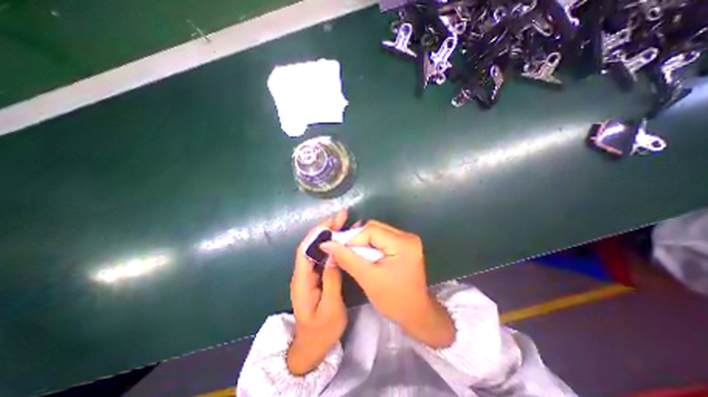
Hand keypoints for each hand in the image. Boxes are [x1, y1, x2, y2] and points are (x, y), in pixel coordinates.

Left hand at [284, 211, 347, 374]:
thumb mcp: (331, 308)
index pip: (306, 249)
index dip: (317, 233)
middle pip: (312, 245)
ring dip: (330, 234)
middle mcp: (303, 273)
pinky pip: (324, 256)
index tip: (332, 220)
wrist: (312, 348)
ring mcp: (310, 274)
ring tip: (345, 222)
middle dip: (326, 229)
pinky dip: (333, 246)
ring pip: (318, 249)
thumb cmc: (321, 331)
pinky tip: (343, 240)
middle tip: (342, 216)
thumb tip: (334, 254)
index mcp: (302, 280)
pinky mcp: (316, 276)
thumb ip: (331, 280)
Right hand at [321, 221, 453, 348]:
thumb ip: (346, 258)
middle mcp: (407, 236)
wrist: (415, 314)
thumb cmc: (393, 300)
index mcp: (403, 243)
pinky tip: (366, 256)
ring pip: (377, 232)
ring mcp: (407, 240)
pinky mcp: (405, 245)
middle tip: (346, 253)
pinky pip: (382, 238)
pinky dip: (371, 245)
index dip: (353, 238)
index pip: (371, 229)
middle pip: (374, 228)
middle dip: (358, 239)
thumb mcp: (367, 278)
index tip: (340, 251)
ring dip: (363, 242)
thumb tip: (326, 243)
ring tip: (356, 256)